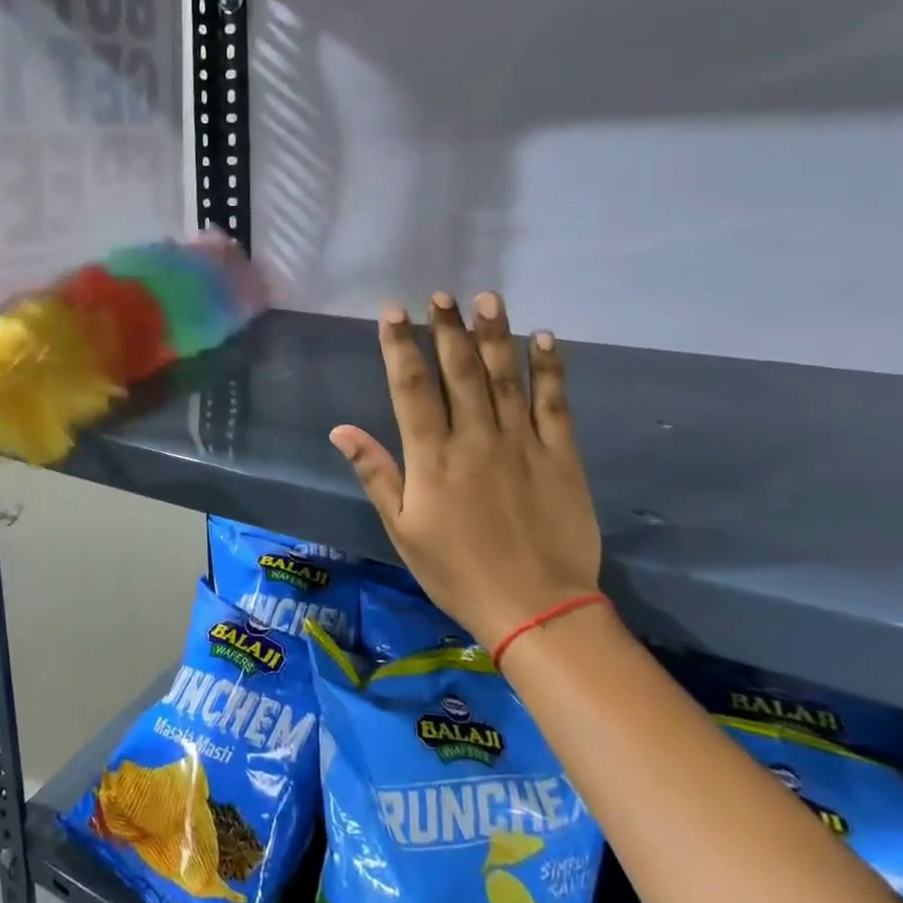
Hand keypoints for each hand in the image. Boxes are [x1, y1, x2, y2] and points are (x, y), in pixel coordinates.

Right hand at [331, 293, 601, 640]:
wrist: (536, 608)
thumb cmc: (457, 571)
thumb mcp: (402, 529)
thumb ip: (375, 474)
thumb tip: (340, 429)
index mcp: (432, 458)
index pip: (411, 388)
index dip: (400, 346)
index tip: (394, 311)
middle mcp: (475, 439)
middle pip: (459, 372)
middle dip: (447, 329)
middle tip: (442, 294)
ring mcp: (521, 444)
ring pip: (505, 378)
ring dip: (495, 336)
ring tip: (488, 299)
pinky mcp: (561, 456)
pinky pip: (555, 404)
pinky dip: (550, 370)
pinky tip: (545, 339)